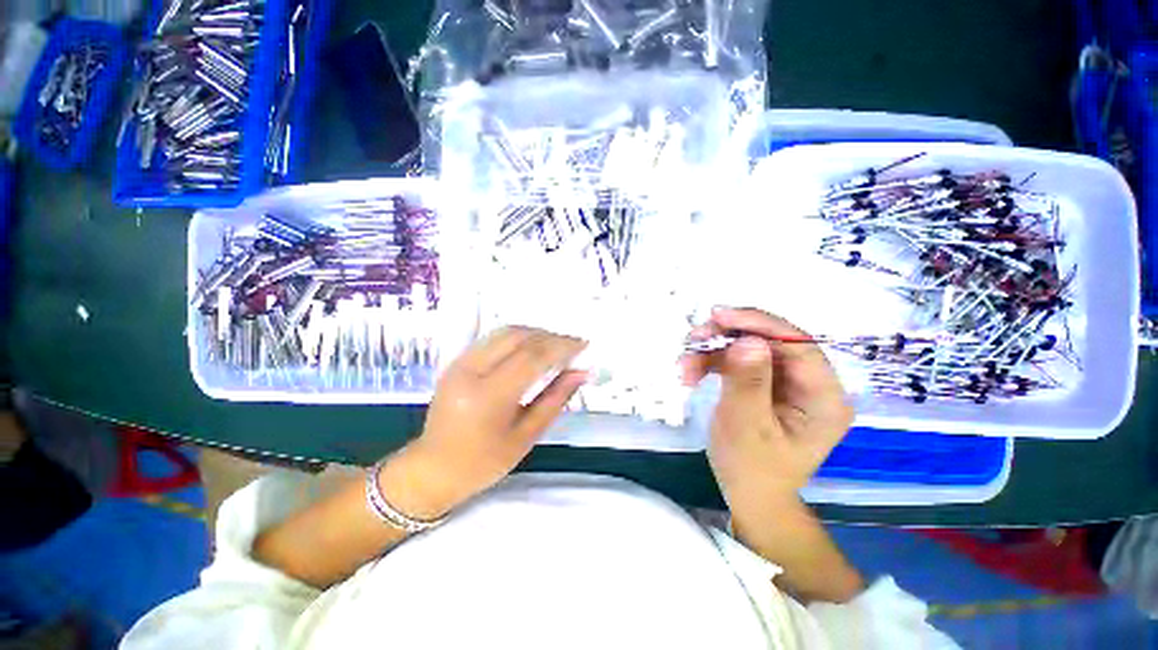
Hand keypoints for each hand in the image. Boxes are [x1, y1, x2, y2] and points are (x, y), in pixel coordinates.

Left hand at [392, 327, 586, 517]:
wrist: (432, 469)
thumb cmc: (483, 463)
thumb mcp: (525, 437)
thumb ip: (555, 399)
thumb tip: (581, 373)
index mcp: (488, 397)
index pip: (532, 357)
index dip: (562, 346)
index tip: (583, 344)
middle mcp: (471, 371)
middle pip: (518, 337)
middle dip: (550, 336)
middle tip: (573, 343)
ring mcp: (460, 363)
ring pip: (505, 332)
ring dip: (535, 333)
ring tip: (557, 344)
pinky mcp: (457, 361)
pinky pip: (493, 338)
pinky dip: (518, 337)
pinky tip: (532, 347)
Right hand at [682, 307, 852, 513]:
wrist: (747, 492)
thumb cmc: (751, 468)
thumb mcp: (746, 427)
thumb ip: (748, 383)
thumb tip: (747, 341)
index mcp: (823, 398)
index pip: (800, 346)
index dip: (760, 324)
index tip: (720, 316)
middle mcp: (809, 383)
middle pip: (771, 341)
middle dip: (728, 336)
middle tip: (694, 338)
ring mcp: (785, 382)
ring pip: (749, 347)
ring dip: (713, 351)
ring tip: (684, 366)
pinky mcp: (764, 383)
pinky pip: (737, 360)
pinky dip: (711, 362)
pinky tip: (691, 372)